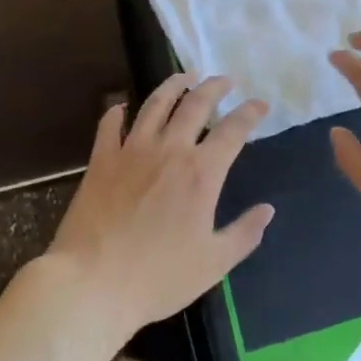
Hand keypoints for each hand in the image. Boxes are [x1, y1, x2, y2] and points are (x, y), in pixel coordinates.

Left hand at [48, 74, 271, 334]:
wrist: (93, 283)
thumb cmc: (159, 277)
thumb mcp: (214, 262)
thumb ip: (245, 233)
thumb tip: (267, 210)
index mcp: (202, 173)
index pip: (233, 130)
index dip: (250, 113)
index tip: (260, 103)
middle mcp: (170, 151)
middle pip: (195, 105)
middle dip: (214, 87)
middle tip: (225, 80)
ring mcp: (132, 151)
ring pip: (155, 104)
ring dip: (173, 86)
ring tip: (184, 77)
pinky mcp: (101, 161)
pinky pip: (109, 125)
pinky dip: (117, 111)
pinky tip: (121, 106)